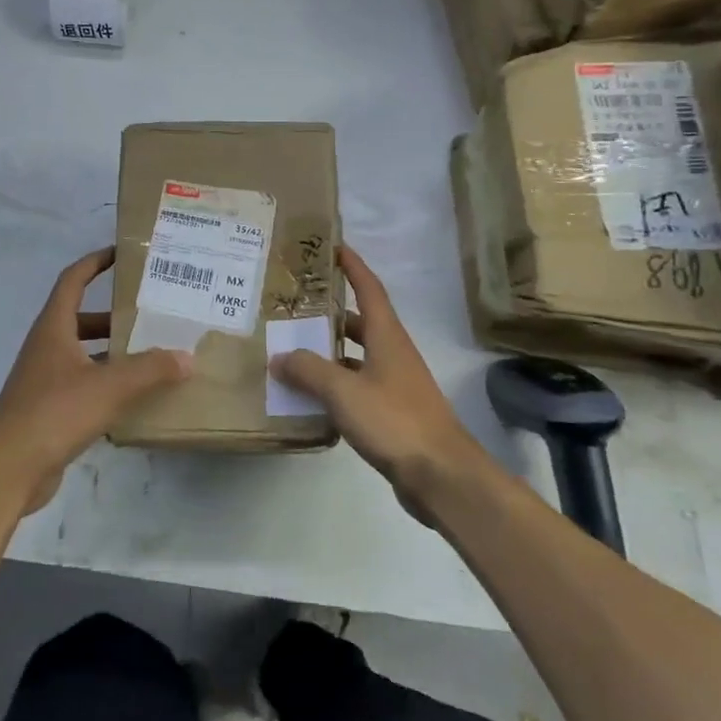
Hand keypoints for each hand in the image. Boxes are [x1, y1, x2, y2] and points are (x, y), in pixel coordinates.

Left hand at [0, 247, 191, 511]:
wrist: (9, 467)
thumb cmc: (55, 412)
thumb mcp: (110, 386)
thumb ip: (151, 369)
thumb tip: (187, 357)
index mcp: (54, 328)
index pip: (73, 280)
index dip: (95, 262)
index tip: (121, 253)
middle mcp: (47, 347)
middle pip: (82, 318)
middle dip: (114, 315)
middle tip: (150, 313)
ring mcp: (45, 379)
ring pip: (84, 354)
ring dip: (113, 352)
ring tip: (151, 355)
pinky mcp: (49, 409)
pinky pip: (83, 385)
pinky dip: (107, 384)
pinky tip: (135, 397)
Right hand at [271, 246, 485, 517]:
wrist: (441, 474)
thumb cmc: (394, 420)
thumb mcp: (343, 391)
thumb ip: (308, 370)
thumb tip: (279, 356)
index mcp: (387, 336)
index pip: (369, 288)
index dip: (353, 266)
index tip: (334, 246)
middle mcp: (394, 353)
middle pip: (361, 322)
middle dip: (332, 312)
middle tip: (297, 306)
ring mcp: (396, 384)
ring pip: (359, 356)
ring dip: (331, 351)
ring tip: (294, 350)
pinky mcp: (394, 412)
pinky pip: (359, 386)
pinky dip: (337, 384)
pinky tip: (313, 396)